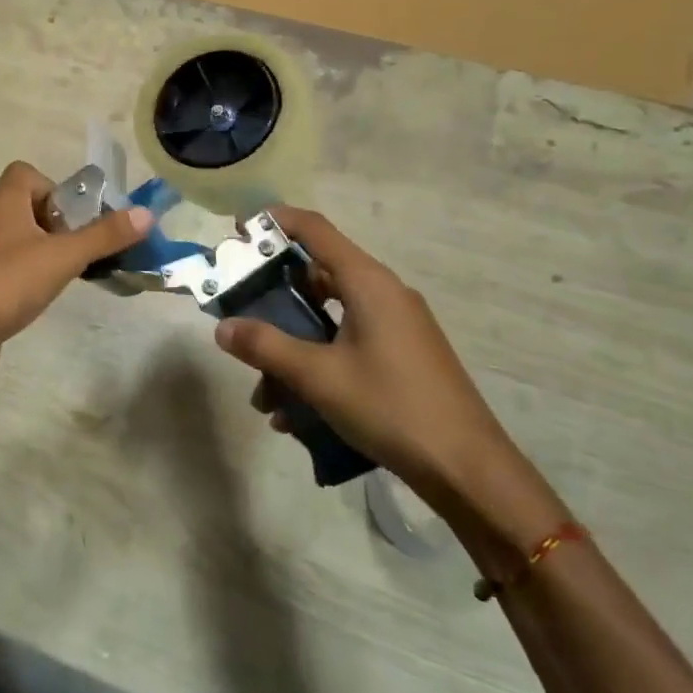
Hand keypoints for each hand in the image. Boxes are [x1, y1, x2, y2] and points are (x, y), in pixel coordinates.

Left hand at [0, 162, 152, 393]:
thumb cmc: (7, 283)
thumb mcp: (63, 257)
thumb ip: (104, 236)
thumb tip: (146, 213)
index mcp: (2, 203)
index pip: (24, 173)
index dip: (53, 188)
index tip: (73, 218)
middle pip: (22, 206)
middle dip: (53, 225)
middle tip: (74, 250)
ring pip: (12, 239)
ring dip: (38, 251)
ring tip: (61, 276)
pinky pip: (0, 268)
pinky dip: (20, 276)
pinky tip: (33, 299)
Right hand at [213, 206, 513, 504]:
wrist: (469, 471)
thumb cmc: (391, 407)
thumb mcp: (319, 377)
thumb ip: (266, 346)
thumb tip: (222, 327)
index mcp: (367, 282)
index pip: (313, 229)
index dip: (273, 221)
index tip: (237, 230)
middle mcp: (383, 294)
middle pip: (316, 275)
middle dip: (273, 299)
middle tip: (239, 316)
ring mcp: (396, 326)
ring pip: (328, 318)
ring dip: (291, 347)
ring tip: (265, 395)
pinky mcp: (402, 356)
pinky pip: (347, 345)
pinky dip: (317, 366)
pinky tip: (295, 415)